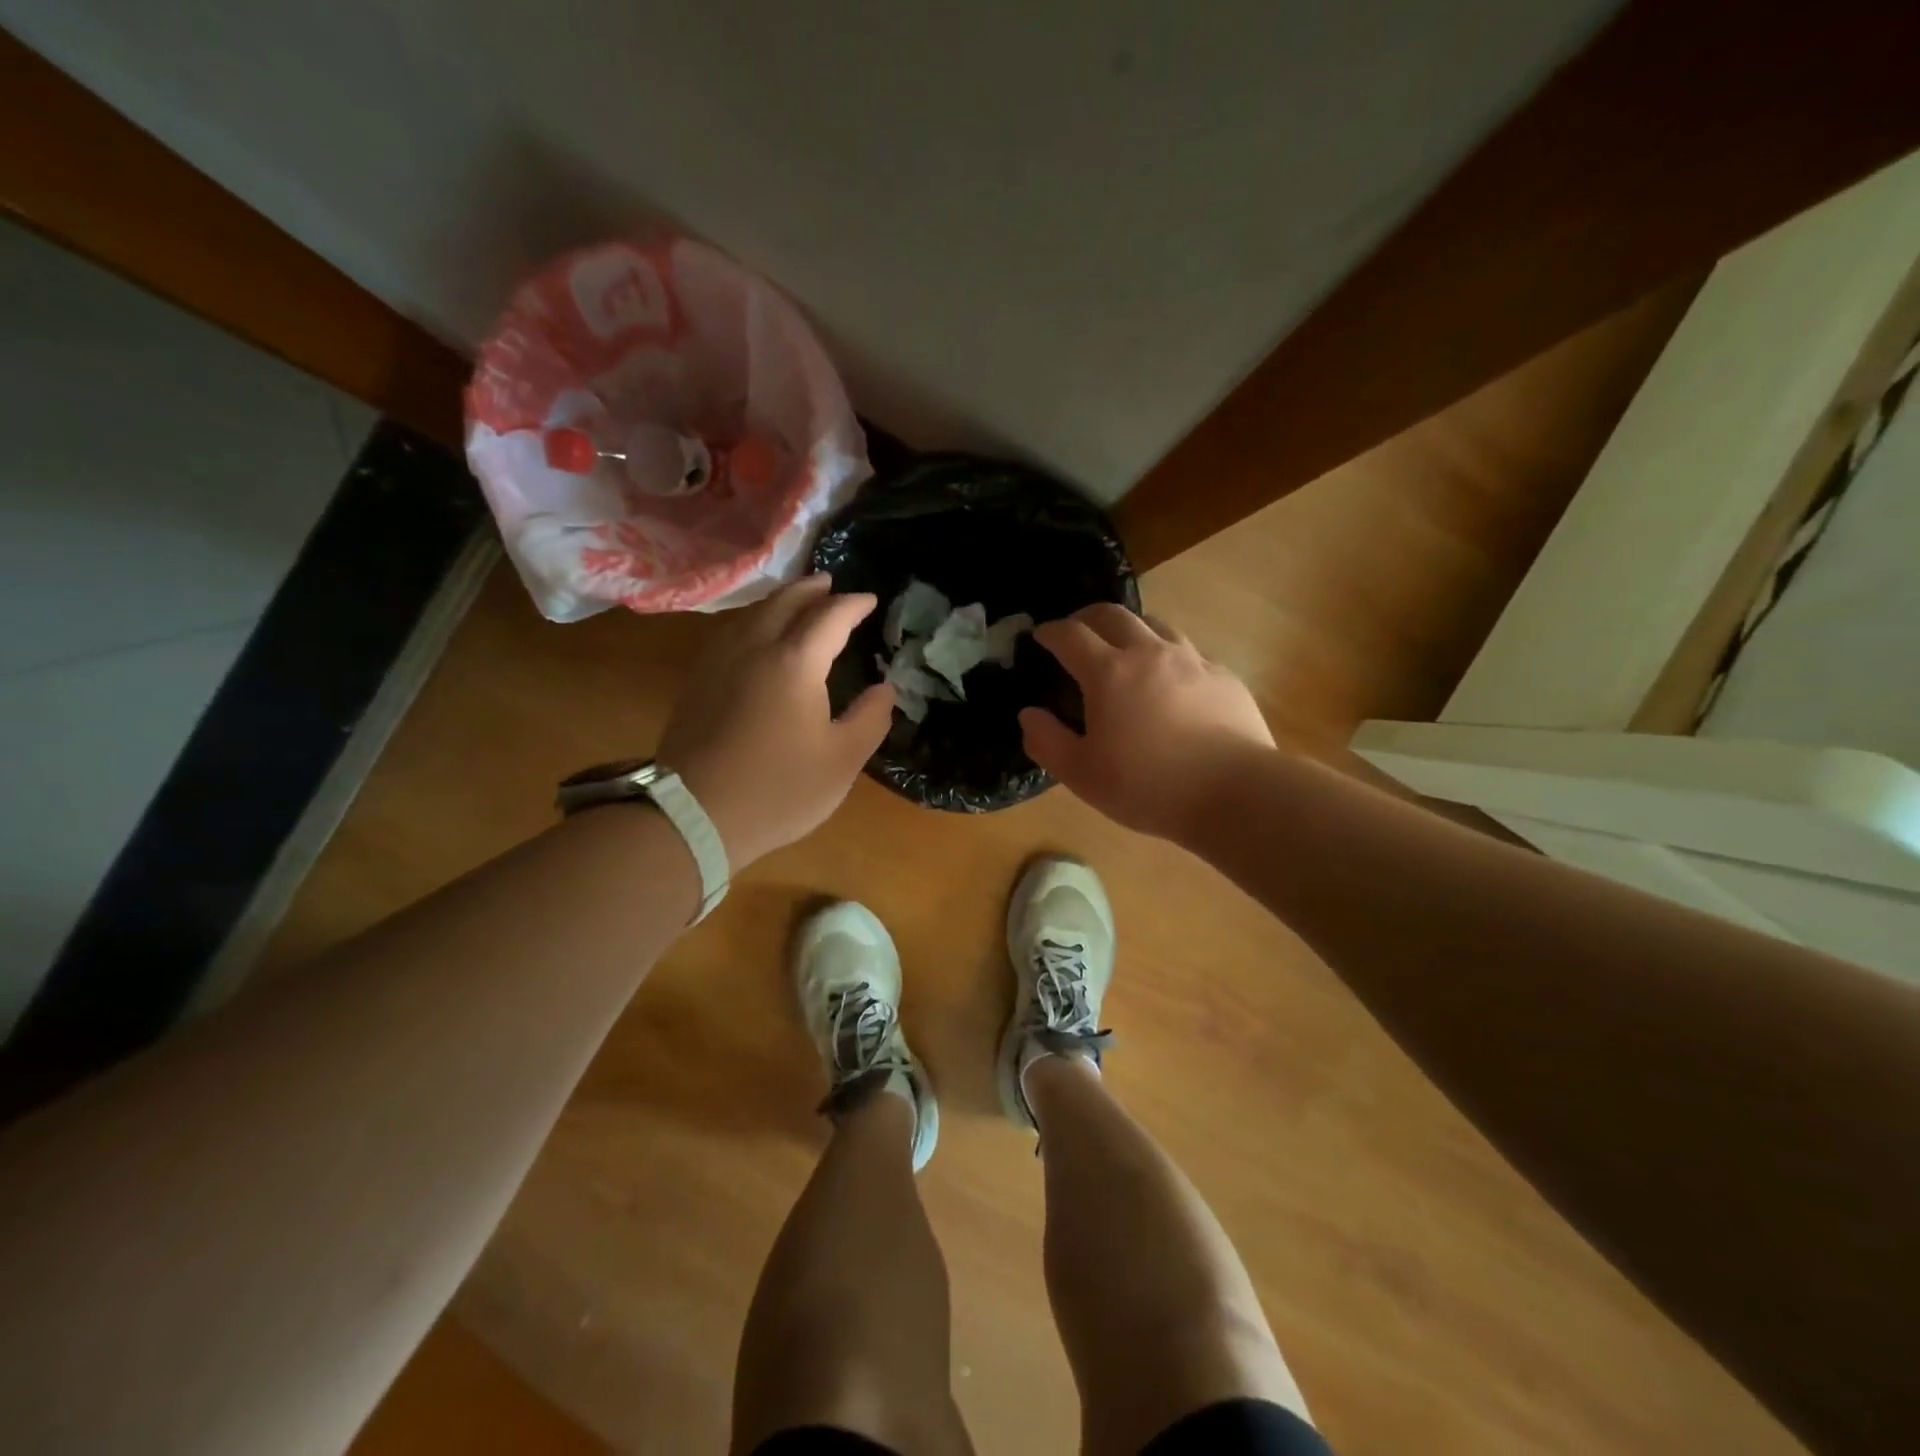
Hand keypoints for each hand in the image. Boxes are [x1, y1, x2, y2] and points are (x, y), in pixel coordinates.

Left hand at [659, 575, 893, 867]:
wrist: (694, 816)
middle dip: (811, 589)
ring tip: (796, 602)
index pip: (829, 617)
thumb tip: (884, 690)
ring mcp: (719, 662)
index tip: (870, 600)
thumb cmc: (779, 790)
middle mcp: (754, 648)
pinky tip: (755, 636)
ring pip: (751, 614)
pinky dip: (753, 621)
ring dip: (779, 601)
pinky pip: (731, 633)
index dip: (852, 605)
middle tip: (830, 584)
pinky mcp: (698, 682)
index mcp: (795, 663)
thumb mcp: (842, 761)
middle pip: (784, 602)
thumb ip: (870, 719)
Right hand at [1020, 603, 1274, 843]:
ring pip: (1155, 625)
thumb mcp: (1082, 775)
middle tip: (1076, 630)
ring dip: (1130, 629)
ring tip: (1124, 647)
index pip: (1070, 635)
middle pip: (1113, 615)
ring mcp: (1192, 660)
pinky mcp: (1223, 676)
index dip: (1050, 632)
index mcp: (1109, 673)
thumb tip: (1029, 715)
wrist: (1235, 793)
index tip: (1040, 636)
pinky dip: (1167, 655)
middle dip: (1087, 617)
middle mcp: (1149, 653)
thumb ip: (1047, 742)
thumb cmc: (1148, 786)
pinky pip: (1188, 652)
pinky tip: (1170, 680)